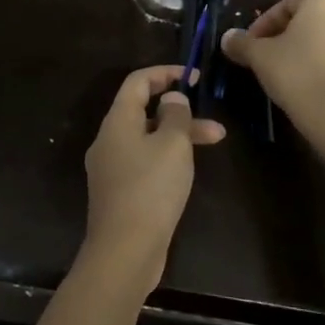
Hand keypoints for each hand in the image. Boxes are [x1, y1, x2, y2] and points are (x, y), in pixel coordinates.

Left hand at [81, 65, 225, 293]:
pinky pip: (145, 161)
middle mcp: (109, 140)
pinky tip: (188, 169)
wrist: (124, 251)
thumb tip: (171, 100)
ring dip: (179, 135)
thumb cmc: (150, 189)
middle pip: (144, 110)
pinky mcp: (120, 192)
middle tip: (211, 116)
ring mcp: (112, 168)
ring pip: (148, 138)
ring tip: (216, 141)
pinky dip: (167, 156)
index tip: (193, 76)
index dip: (165, 73)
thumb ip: (175, 115)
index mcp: (117, 122)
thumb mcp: (172, 145)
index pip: (137, 82)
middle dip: (179, 110)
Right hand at [220, 0, 324, 119]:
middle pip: (307, 22)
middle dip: (283, 37)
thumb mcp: (259, 56)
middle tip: (263, 57)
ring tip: (281, 74)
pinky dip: (318, 69)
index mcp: (321, 5)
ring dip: (302, 53)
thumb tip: (227, 38)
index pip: (288, 3)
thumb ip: (242, 43)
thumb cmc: (295, 73)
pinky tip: (303, 89)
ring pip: (323, 43)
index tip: (251, 42)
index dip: (265, 21)